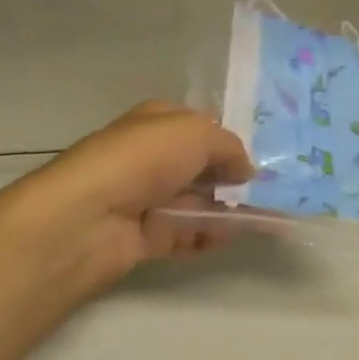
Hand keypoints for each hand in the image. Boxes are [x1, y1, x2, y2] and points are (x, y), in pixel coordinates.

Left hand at [1, 101, 252, 296]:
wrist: (89, 218)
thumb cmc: (143, 160)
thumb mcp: (197, 133)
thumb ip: (229, 147)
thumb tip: (245, 169)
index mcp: (156, 122)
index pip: (197, 125)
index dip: (226, 139)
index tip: (257, 157)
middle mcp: (150, 157)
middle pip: (200, 167)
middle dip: (231, 178)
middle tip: (268, 192)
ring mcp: (147, 198)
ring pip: (196, 202)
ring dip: (226, 210)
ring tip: (260, 218)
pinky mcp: (147, 236)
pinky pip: (187, 235)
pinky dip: (208, 237)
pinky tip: (229, 237)